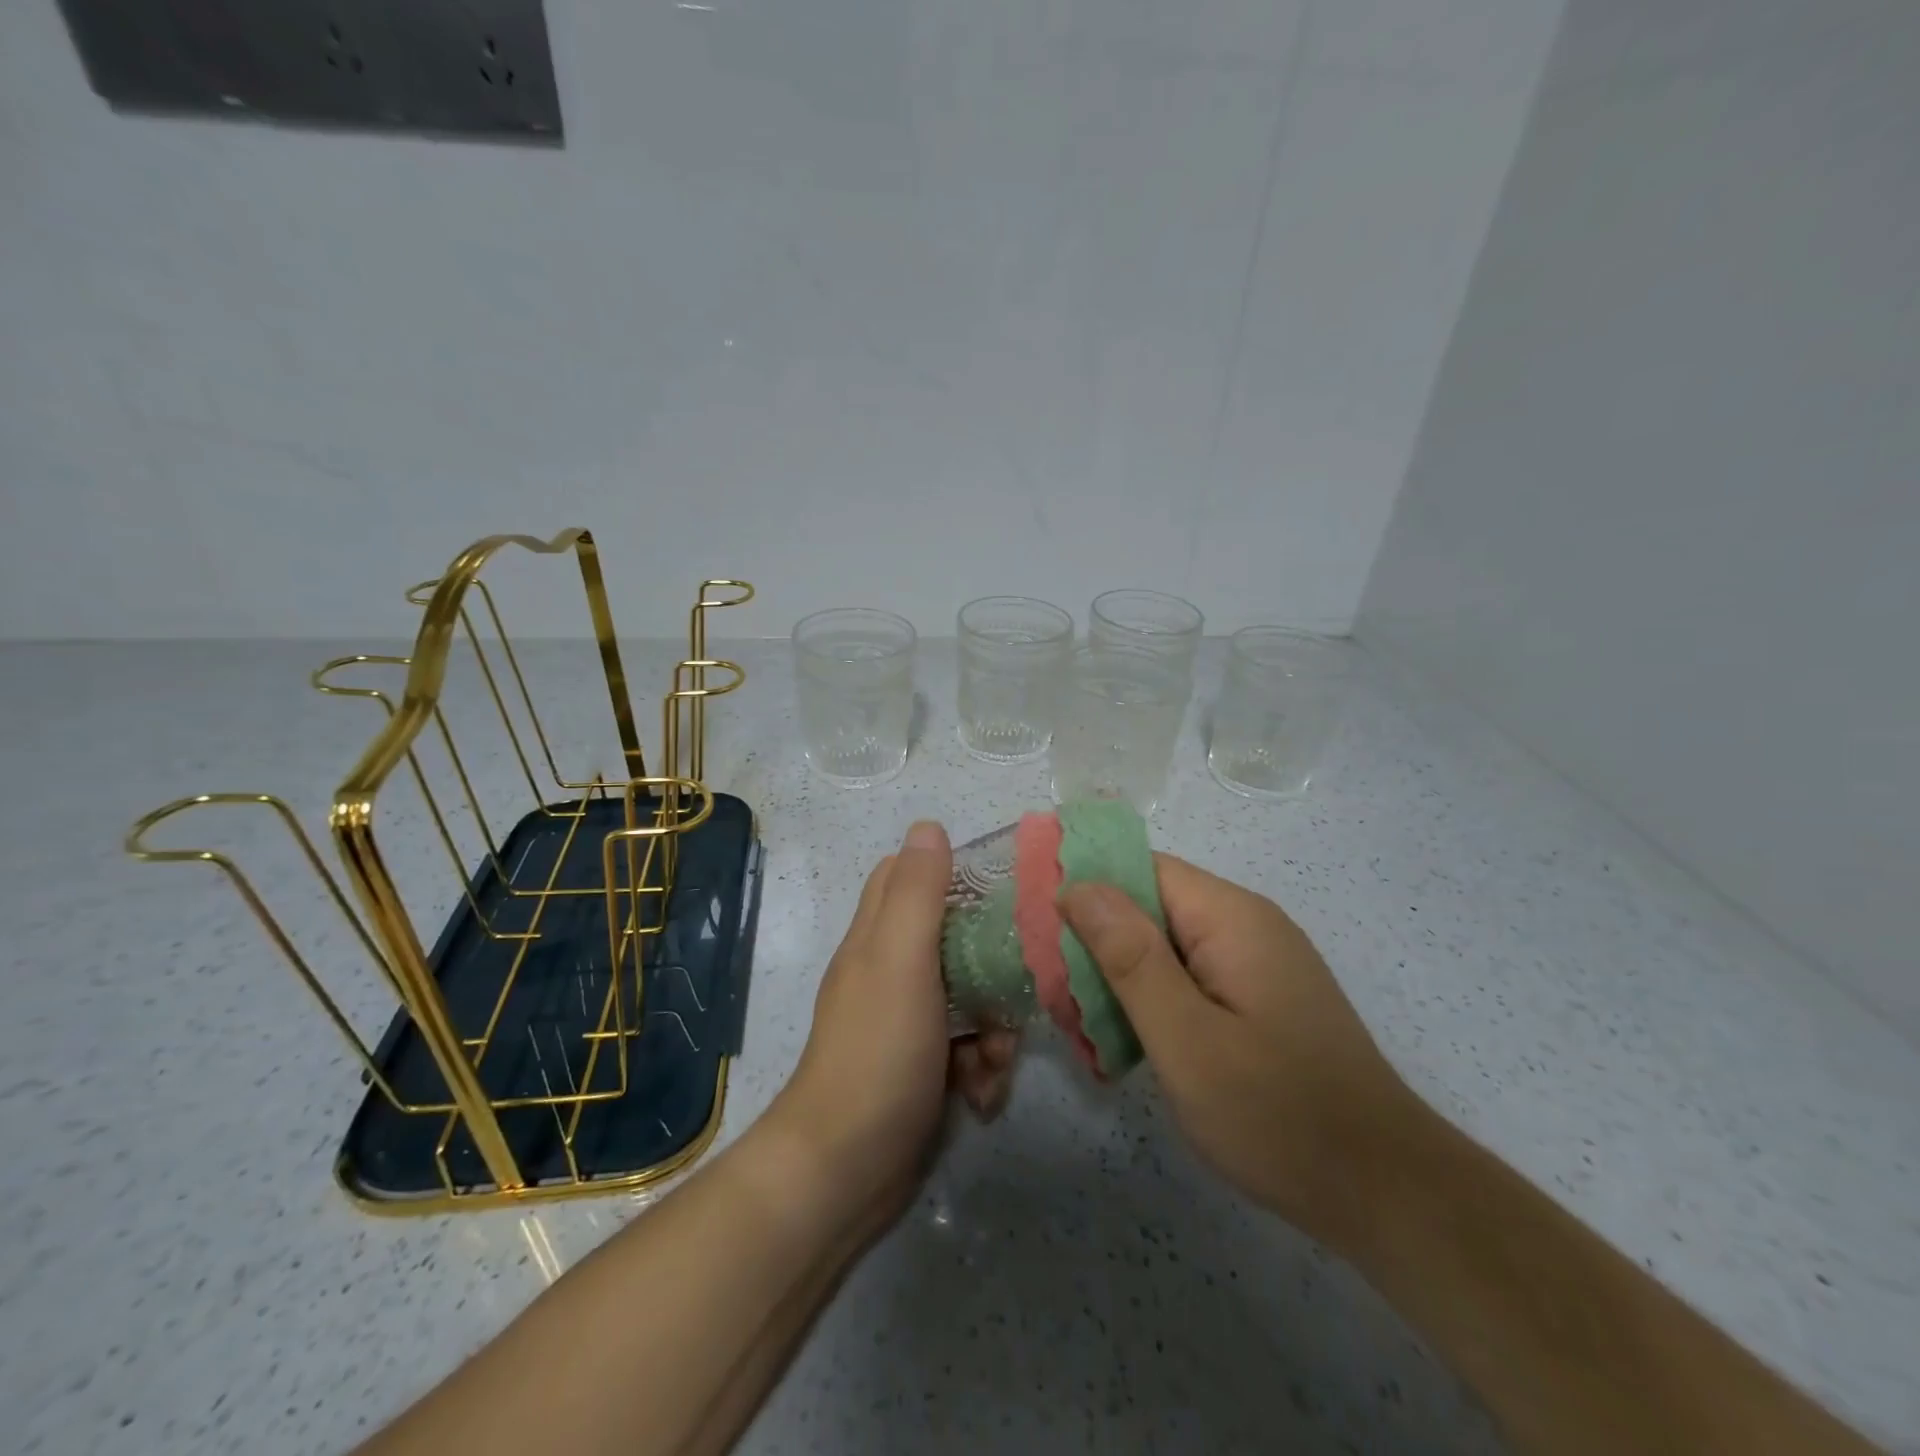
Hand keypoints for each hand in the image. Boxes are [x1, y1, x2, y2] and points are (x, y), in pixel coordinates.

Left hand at [771, 821, 1017, 1215]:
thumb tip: (927, 825)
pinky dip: (981, 1068)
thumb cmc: (877, 1053)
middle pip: (953, 939)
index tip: (1003, 884)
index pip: (908, 877)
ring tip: (996, 1059)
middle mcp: (890, 971)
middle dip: (992, 963)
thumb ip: (916, 894)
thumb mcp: (899, 960)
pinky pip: (965, 1048)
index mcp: (878, 937)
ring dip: (994, 1026)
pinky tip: (983, 1095)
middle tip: (1019, 983)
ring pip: (968, 997)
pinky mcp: (922, 1067)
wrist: (845, 1172)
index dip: (951, 871)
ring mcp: (906, 1022)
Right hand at [1058, 854, 1413, 1244]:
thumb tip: (1078, 884)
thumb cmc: (1278, 1115)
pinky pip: (1188, 977)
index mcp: (1230, 917)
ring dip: (1119, 977)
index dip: (1085, 886)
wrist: (1387, 1196)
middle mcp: (1245, 925)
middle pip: (1149, 905)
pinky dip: (1151, 1000)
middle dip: (1096, 942)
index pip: (1141, 868)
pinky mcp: (1258, 999)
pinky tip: (1127, 1042)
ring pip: (1164, 946)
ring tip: (1082, 1024)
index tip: (1036, 926)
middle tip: (1054, 992)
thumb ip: (1130, 956)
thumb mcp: (1186, 1038)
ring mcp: (1255, 963)